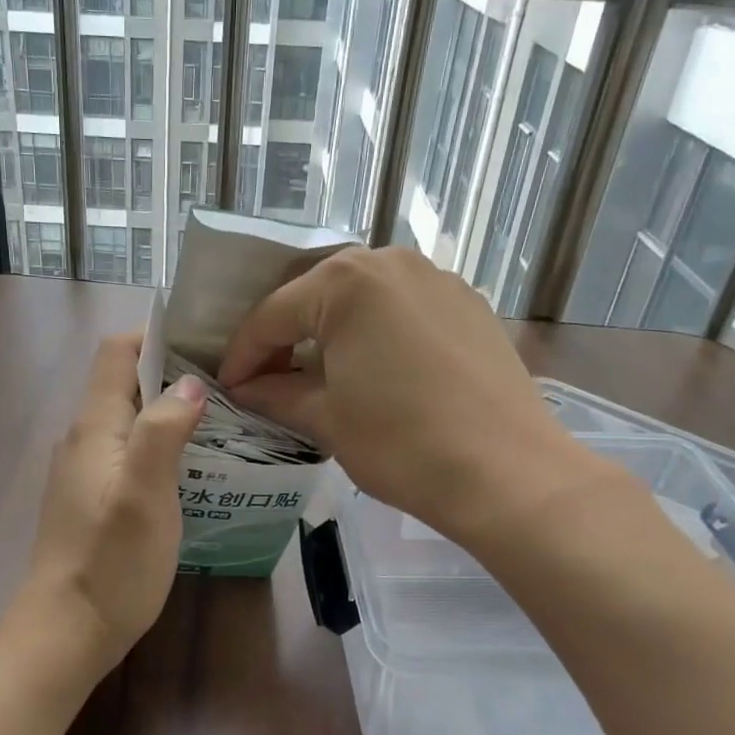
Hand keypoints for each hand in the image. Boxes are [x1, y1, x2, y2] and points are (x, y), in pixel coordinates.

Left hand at [26, 333, 206, 672]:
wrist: (66, 632)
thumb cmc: (111, 562)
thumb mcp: (145, 493)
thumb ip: (163, 430)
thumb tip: (189, 382)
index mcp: (94, 427)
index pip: (116, 352)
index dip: (156, 337)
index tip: (205, 343)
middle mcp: (83, 439)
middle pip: (124, 382)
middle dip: (172, 374)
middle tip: (228, 385)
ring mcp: (84, 470)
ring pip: (128, 419)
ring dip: (168, 411)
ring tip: (220, 422)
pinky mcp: (91, 498)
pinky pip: (127, 451)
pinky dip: (158, 444)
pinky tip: (191, 467)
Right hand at [217, 247, 611, 549]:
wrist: (508, 473)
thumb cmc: (402, 444)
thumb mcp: (326, 418)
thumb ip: (276, 393)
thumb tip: (245, 388)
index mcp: (345, 282)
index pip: (273, 315)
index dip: (242, 354)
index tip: (227, 386)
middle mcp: (389, 262)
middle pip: (316, 295)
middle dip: (286, 335)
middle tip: (267, 376)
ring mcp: (435, 278)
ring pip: (362, 297)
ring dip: (331, 330)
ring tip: (317, 372)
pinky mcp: (468, 302)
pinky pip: (402, 307)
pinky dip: (376, 330)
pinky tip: (374, 368)